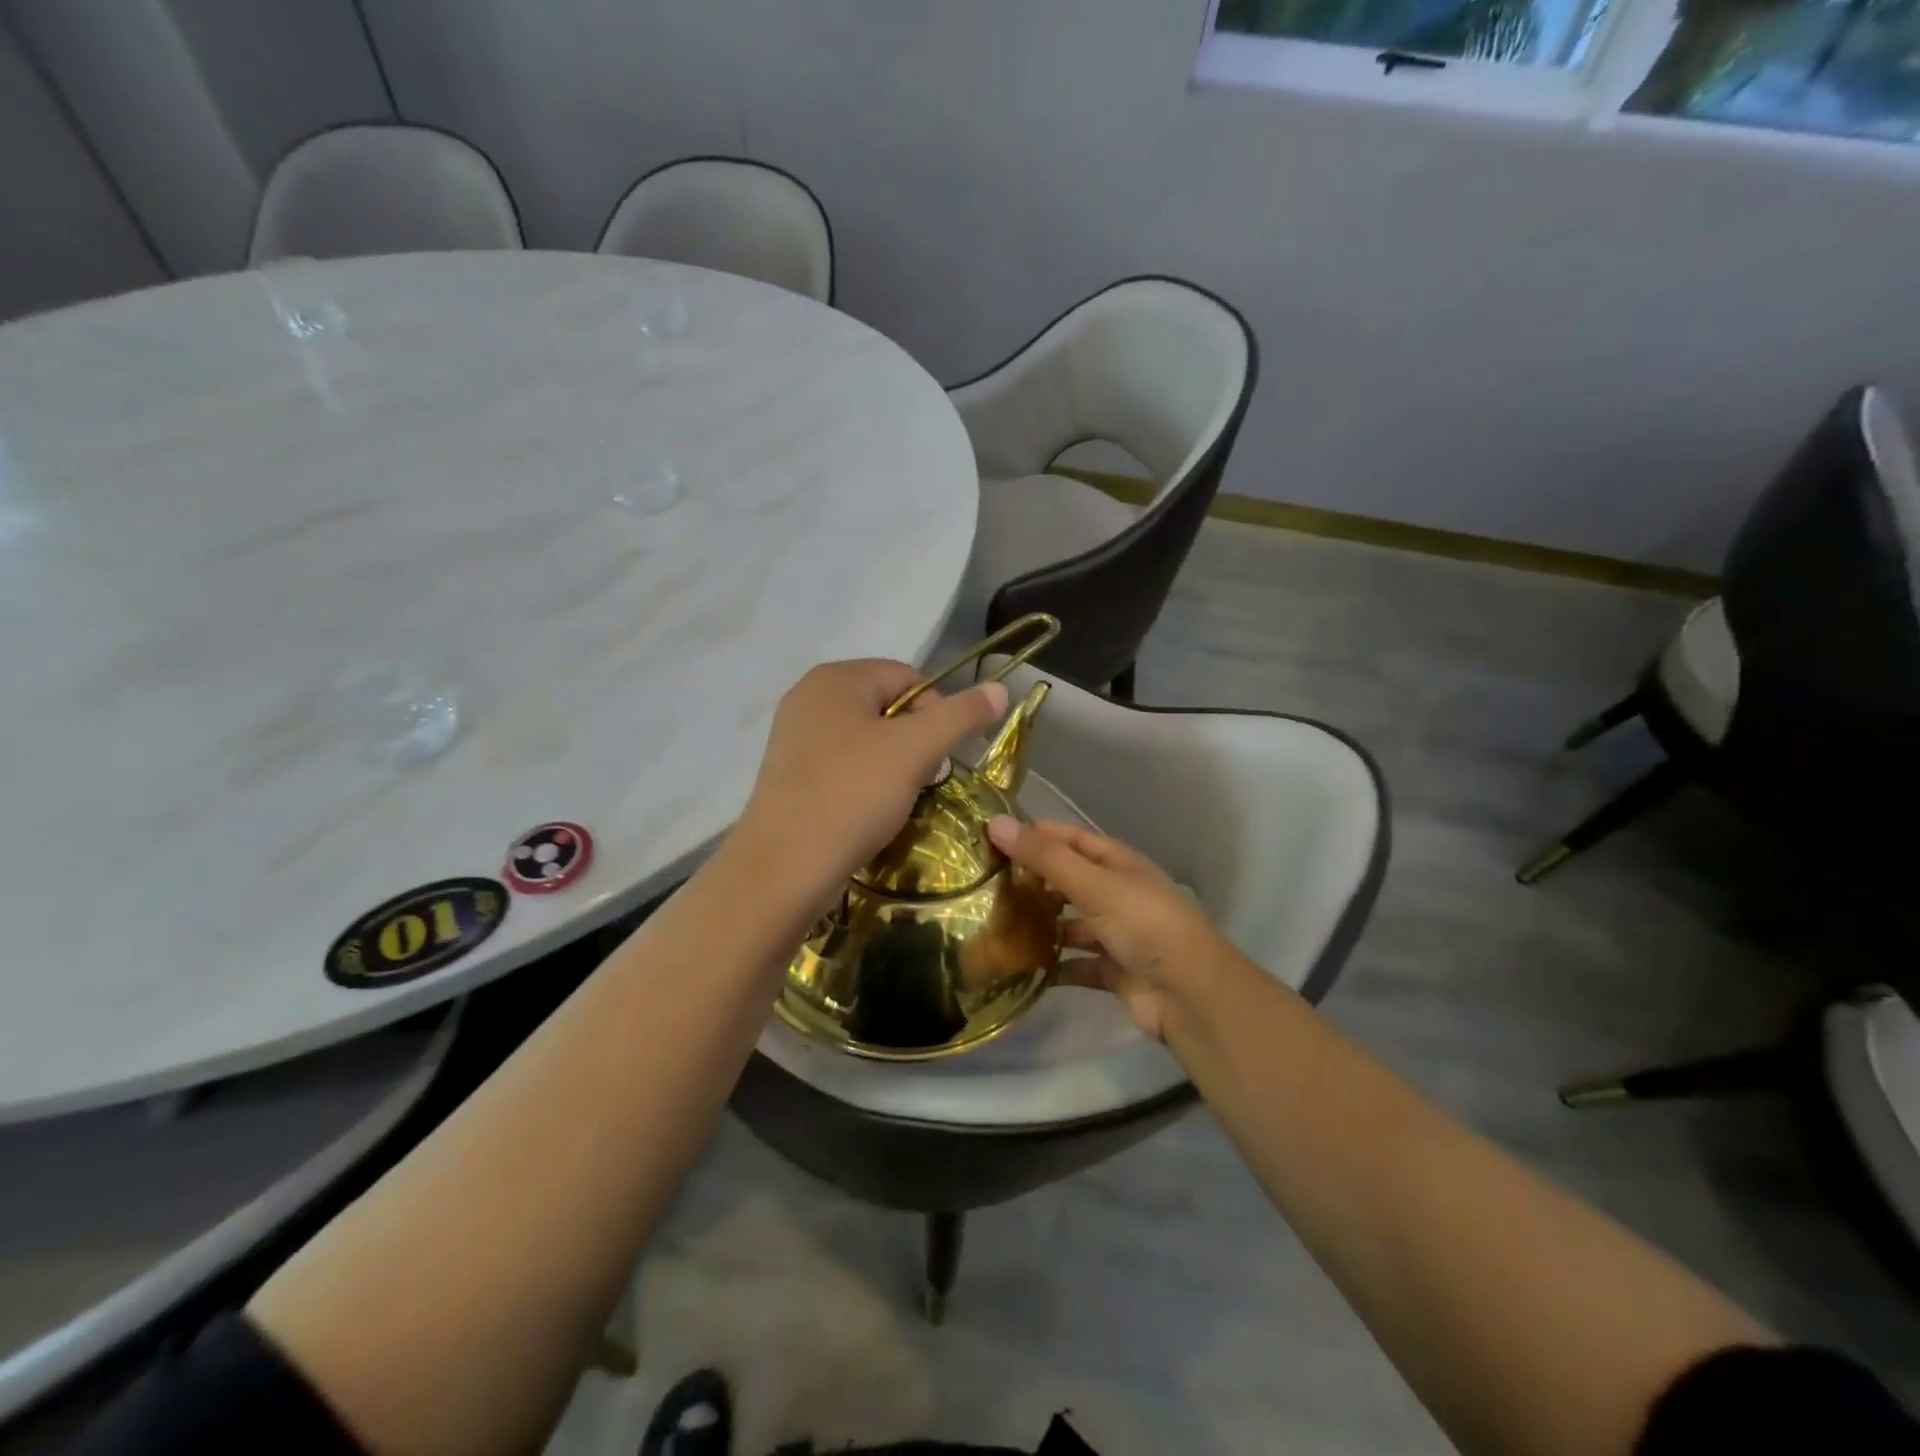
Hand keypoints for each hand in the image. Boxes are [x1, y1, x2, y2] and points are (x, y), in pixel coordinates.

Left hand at [737, 660, 1007, 910]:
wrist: (784, 868)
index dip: (937, 712)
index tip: (940, 756)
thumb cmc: (853, 794)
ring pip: (867, 740)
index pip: (908, 677)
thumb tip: (1000, 689)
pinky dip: (864, 784)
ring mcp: (794, 739)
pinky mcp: (790, 776)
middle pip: (888, 708)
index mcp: (835, 678)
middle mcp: (809, 699)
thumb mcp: (916, 749)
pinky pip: (843, 767)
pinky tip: (867, 812)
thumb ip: (961, 715)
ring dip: (893, 766)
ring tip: (894, 800)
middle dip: (915, 742)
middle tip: (919, 780)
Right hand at [986, 816, 1222, 1040]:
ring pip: (1069, 923)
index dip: (1037, 834)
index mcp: (1117, 864)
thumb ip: (1045, 857)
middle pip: (1067, 881)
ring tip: (993, 925)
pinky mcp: (1112, 970)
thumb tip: (995, 822)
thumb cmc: (1144, 924)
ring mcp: (1115, 933)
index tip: (993, 835)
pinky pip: (1074, 964)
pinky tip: (1018, 967)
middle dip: (1032, 881)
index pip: (1071, 839)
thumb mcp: (1093, 884)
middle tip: (984, 883)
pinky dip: (1052, 966)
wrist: (1190, 994)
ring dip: (1039, 925)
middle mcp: (1116, 894)